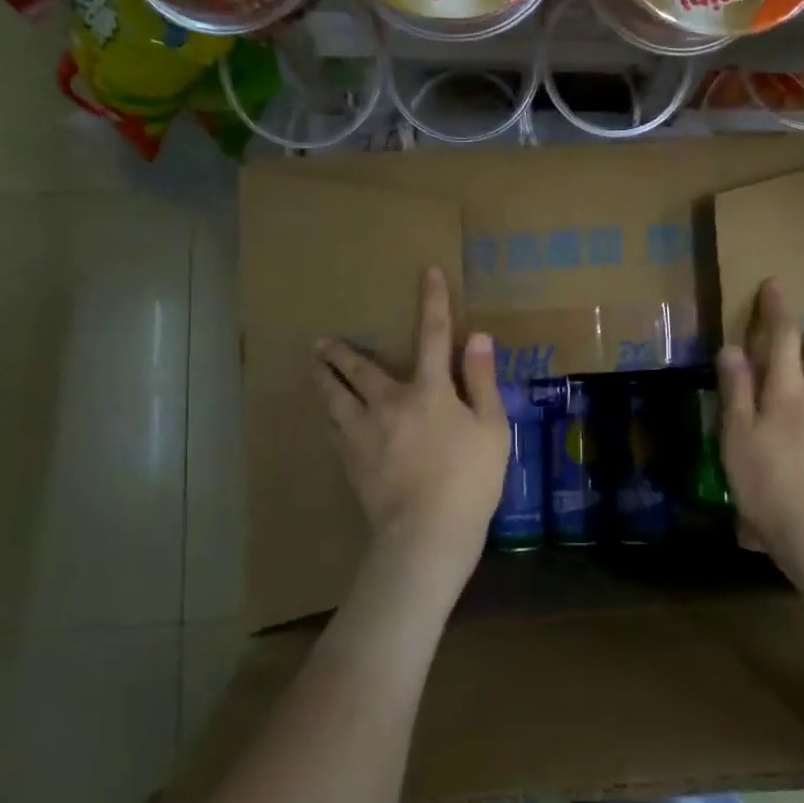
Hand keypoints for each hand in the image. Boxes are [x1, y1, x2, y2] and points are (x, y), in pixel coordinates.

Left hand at [312, 267, 508, 587]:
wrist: (426, 532)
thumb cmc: (469, 479)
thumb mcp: (491, 427)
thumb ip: (483, 380)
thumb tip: (477, 336)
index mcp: (429, 391)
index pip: (434, 335)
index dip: (433, 301)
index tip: (427, 271)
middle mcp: (389, 403)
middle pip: (359, 369)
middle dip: (341, 351)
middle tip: (320, 340)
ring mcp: (364, 434)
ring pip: (335, 399)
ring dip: (323, 380)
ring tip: (312, 368)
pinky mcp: (352, 462)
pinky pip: (334, 431)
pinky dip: (330, 418)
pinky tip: (326, 418)